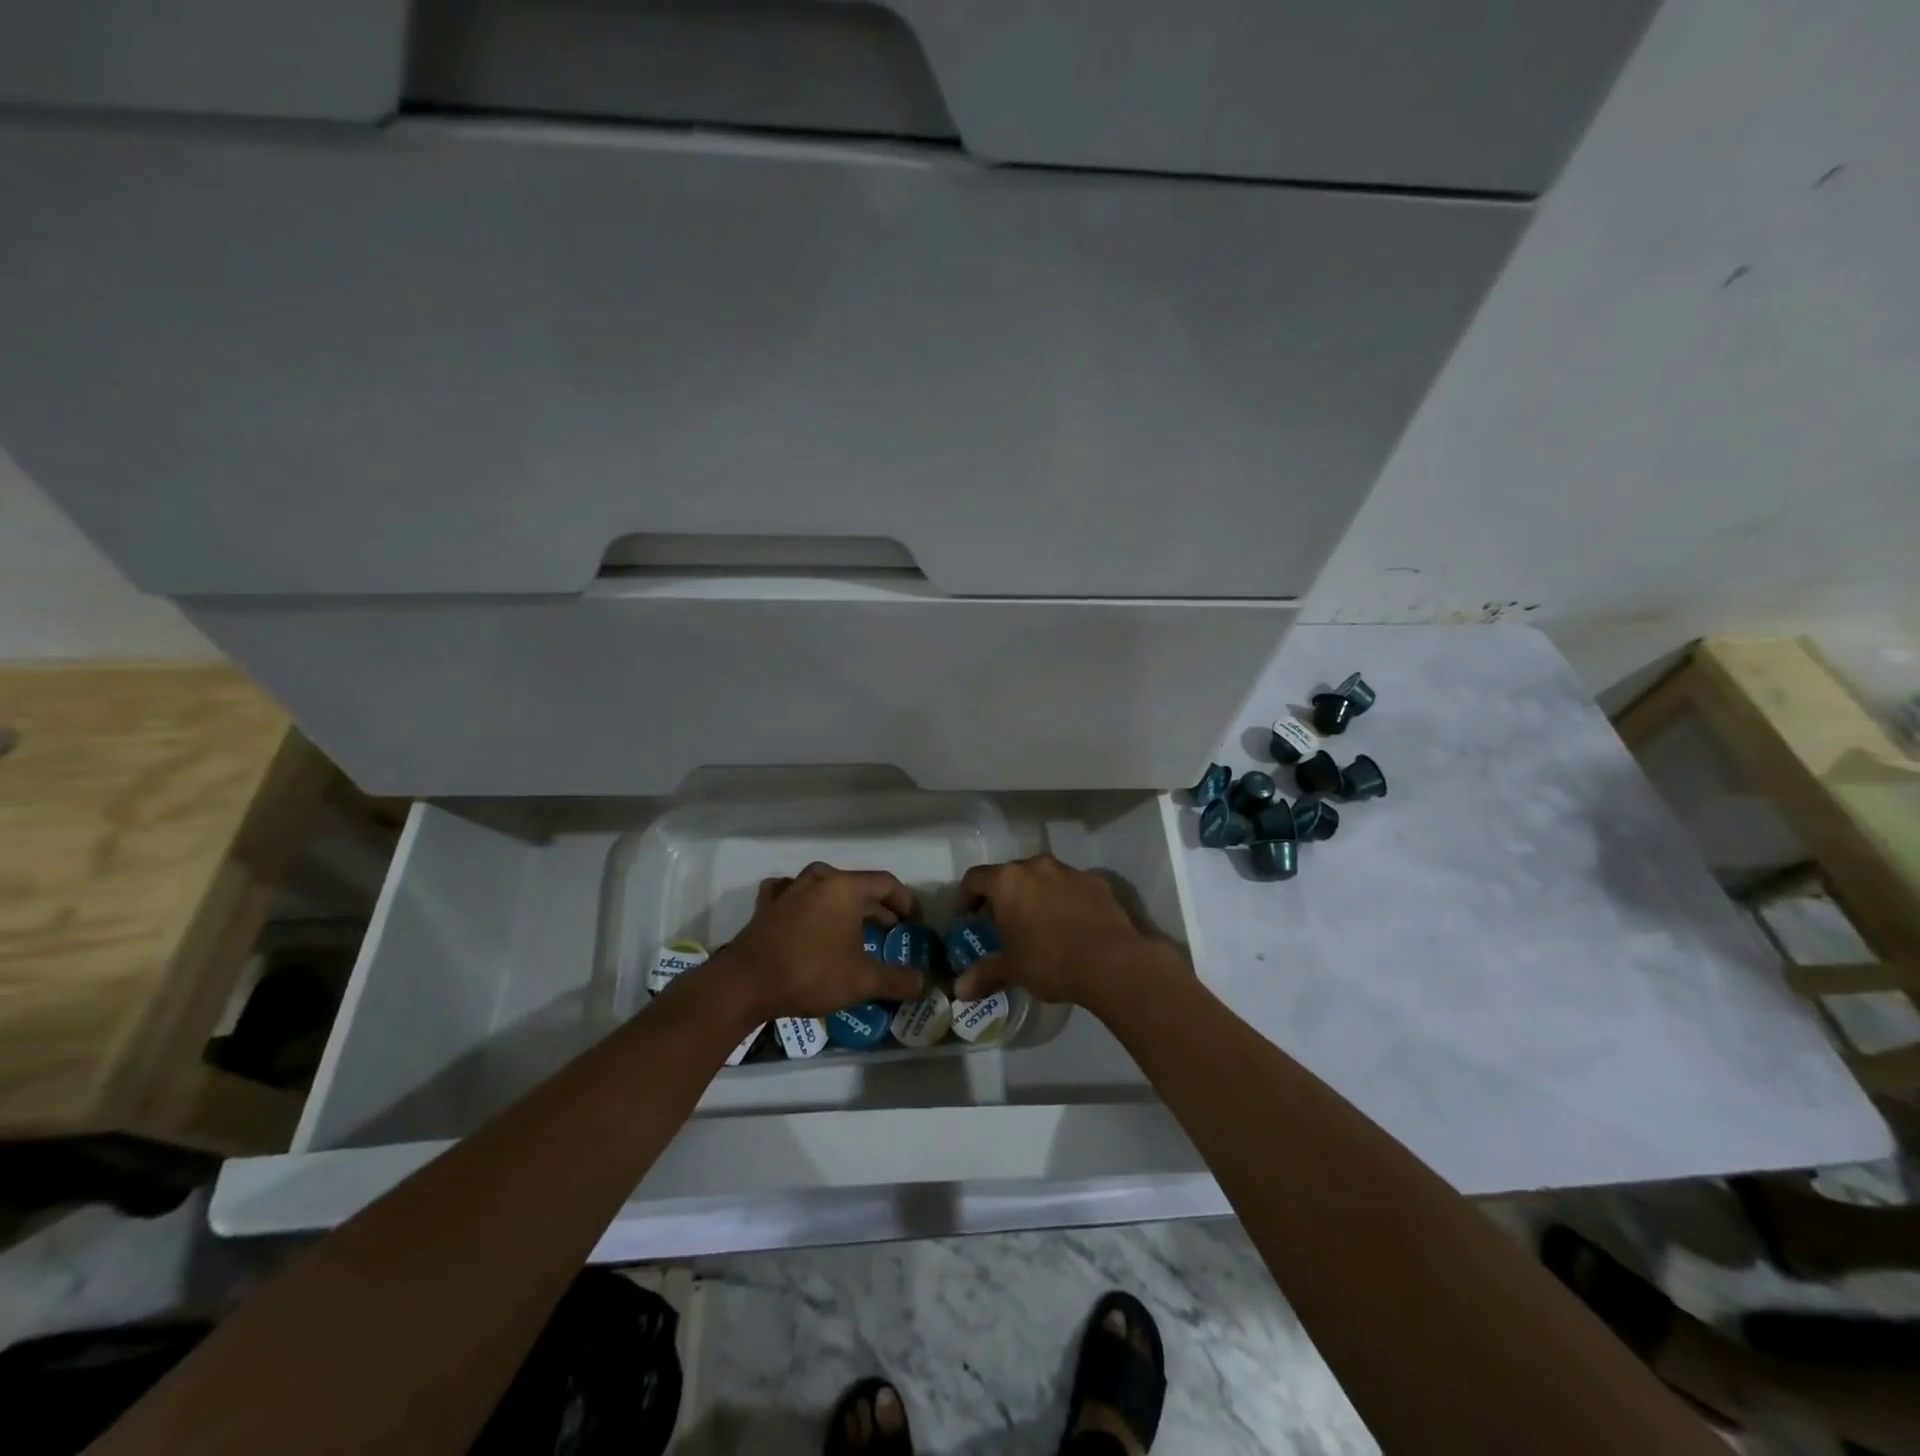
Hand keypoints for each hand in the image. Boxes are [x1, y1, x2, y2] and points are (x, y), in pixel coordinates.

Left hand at [719, 862, 929, 1021]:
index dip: (905, 900)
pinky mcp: (766, 906)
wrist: (746, 984)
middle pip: (857, 885)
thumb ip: (897, 979)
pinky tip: (804, 912)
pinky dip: (803, 901)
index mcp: (845, 888)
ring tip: (853, 925)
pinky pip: (791, 894)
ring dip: (843, 904)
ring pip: (825, 888)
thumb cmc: (811, 973)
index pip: (886, 883)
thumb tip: (924, 982)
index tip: (915, 920)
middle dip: (877, 907)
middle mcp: (818, 880)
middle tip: (891, 930)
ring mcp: (789, 890)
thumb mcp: (862, 980)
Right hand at [952, 855, 1186, 1010]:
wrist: (1111, 961)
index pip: (975, 878)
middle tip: (1000, 922)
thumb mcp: (1012, 969)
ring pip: (1042, 877)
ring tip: (1036, 922)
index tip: (965, 916)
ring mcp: (1069, 871)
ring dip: (1034, 894)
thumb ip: (984, 973)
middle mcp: (1036, 866)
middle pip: (1009, 874)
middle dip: (1002, 895)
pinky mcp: (1096, 882)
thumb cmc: (1050, 960)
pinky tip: (1068, 924)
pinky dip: (1063, 899)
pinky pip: (1070, 886)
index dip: (965, 896)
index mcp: (1008, 881)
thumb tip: (959, 990)